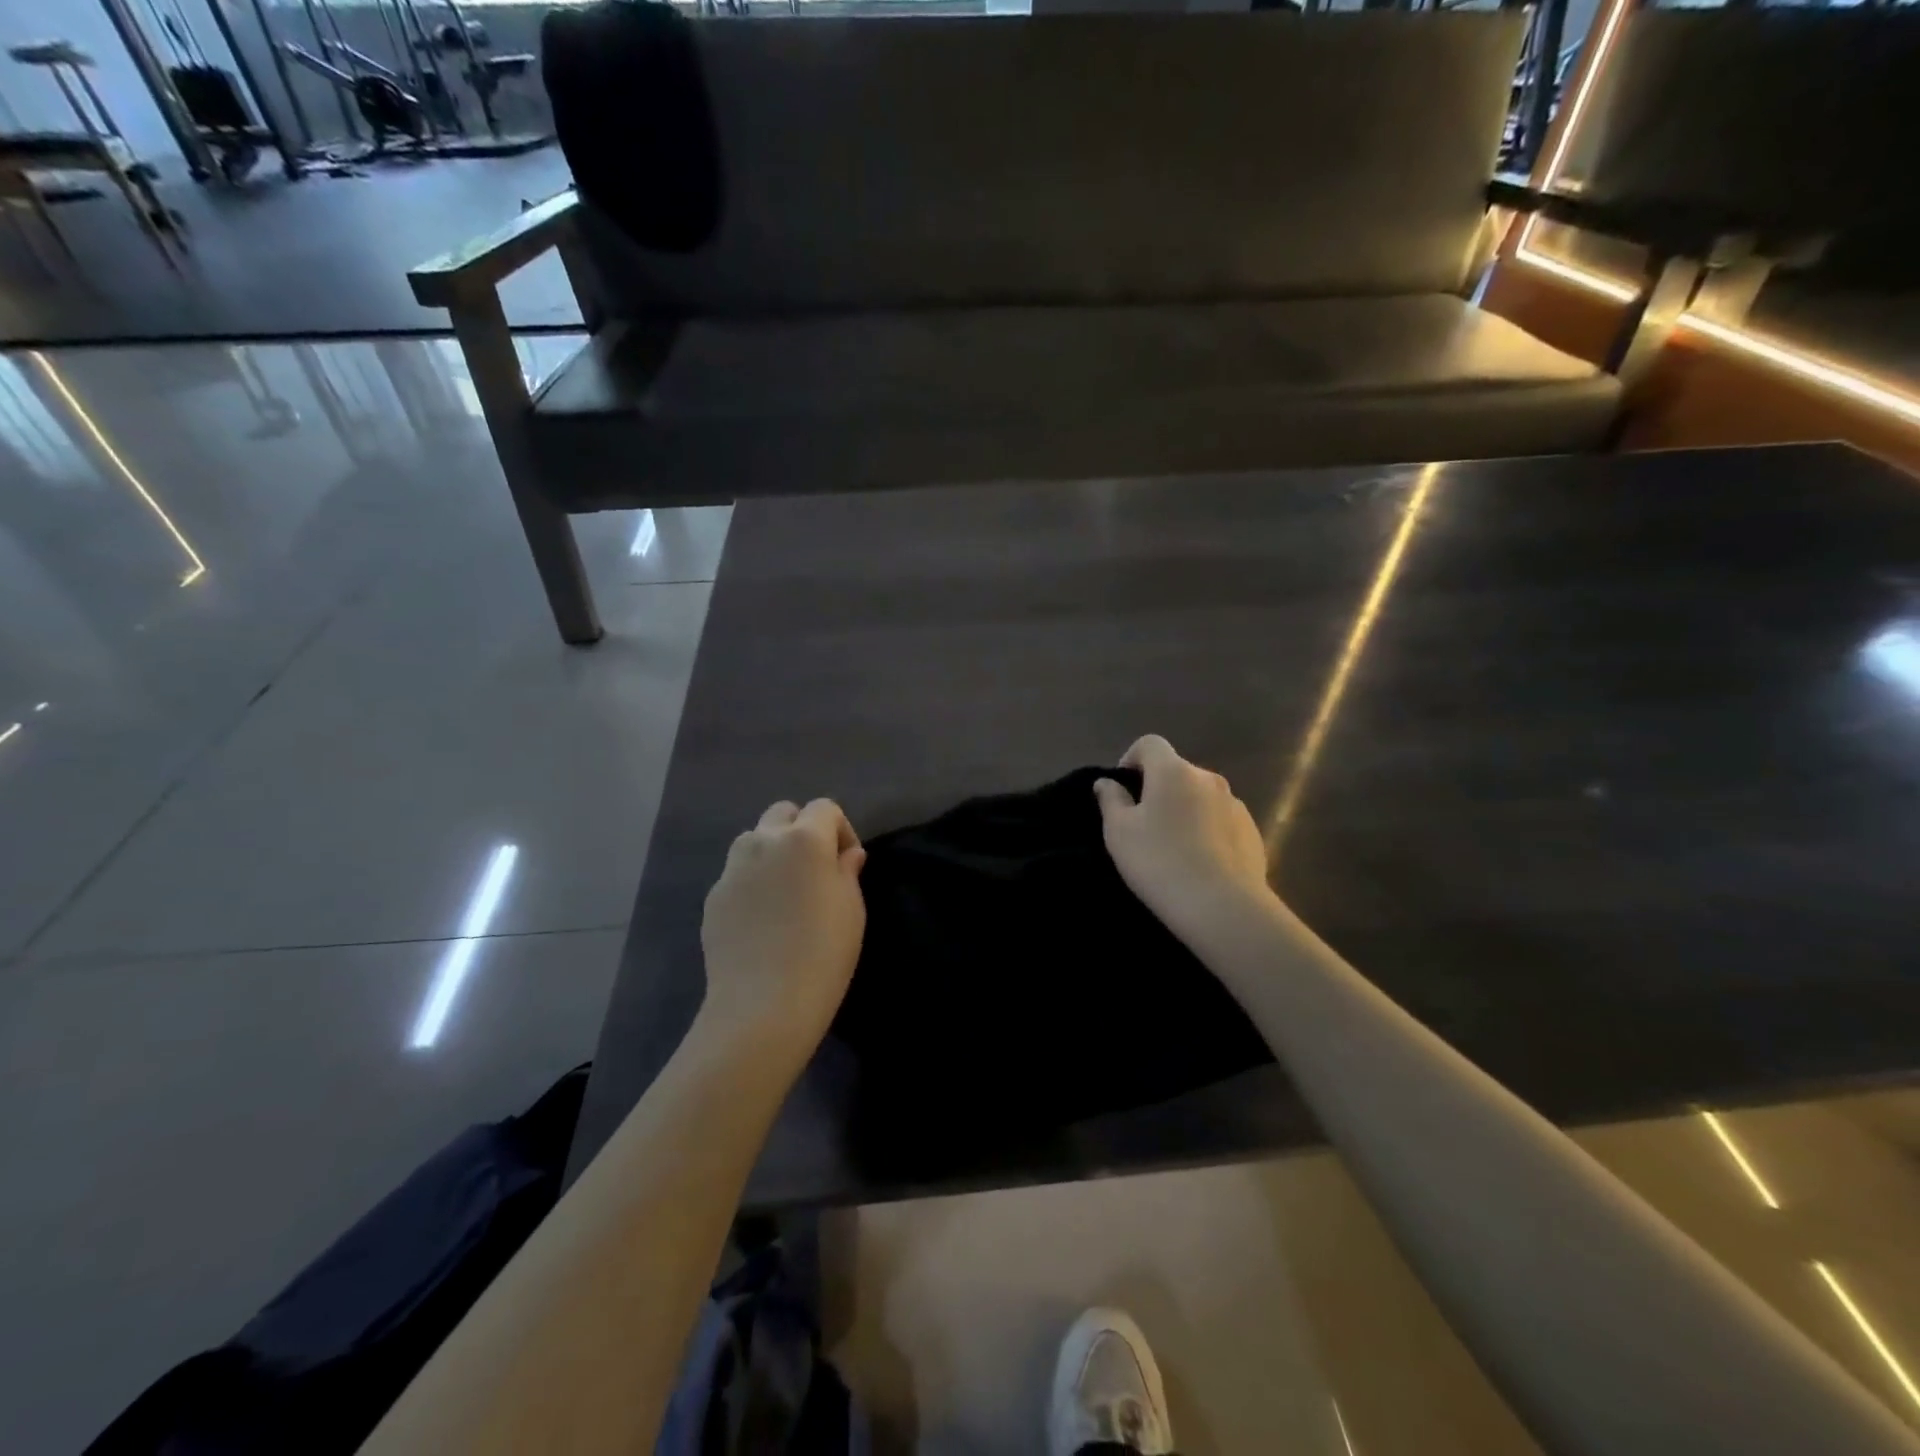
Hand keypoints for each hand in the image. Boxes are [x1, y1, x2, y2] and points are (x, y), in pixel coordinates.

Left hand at [699, 799, 866, 1066]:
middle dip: (801, 829)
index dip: (841, 830)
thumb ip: (847, 871)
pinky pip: (737, 875)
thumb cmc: (823, 952)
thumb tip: (846, 855)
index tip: (847, 863)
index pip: (824, 808)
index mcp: (804, 839)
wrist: (763, 1003)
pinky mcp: (713, 897)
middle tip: (814, 869)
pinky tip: (761, 920)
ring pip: (753, 840)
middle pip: (783, 813)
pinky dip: (752, 883)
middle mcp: (764, 842)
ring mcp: (733, 869)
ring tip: (784, 890)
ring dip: (772, 851)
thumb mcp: (851, 909)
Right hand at [1093, 735, 1275, 947]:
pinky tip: (1200, 862)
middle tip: (1144, 825)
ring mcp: (1235, 804)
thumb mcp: (1119, 832)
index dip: (1131, 759)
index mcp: (1173, 771)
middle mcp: (1208, 778)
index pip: (1149, 743)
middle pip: (1176, 771)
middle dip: (1158, 789)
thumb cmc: (1159, 862)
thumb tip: (1107, 782)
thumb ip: (1111, 800)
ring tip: (1174, 847)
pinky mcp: (1253, 831)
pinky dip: (1207, 830)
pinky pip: (1221, 820)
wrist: (1223, 907)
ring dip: (1185, 810)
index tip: (1123, 791)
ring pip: (1201, 797)